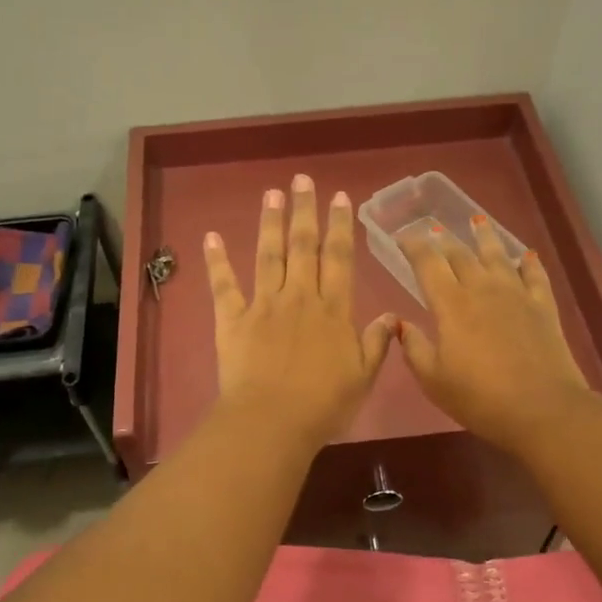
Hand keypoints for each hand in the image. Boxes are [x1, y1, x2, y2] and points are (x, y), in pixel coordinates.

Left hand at [204, 175, 396, 449]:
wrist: (272, 422)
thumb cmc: (323, 404)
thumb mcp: (363, 377)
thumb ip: (376, 343)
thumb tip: (390, 316)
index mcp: (333, 310)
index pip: (339, 258)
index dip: (340, 225)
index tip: (340, 197)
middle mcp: (299, 297)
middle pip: (303, 246)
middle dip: (304, 211)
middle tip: (302, 180)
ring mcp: (263, 305)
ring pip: (268, 255)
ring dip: (270, 222)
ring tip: (272, 193)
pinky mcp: (232, 320)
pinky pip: (224, 285)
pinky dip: (216, 261)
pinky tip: (211, 236)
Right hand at [395, 217, 594, 454]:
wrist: (541, 409)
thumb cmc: (478, 398)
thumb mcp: (433, 380)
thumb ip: (413, 347)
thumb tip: (399, 323)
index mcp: (450, 304)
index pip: (427, 263)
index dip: (412, 246)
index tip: (402, 235)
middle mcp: (482, 289)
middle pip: (460, 254)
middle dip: (443, 239)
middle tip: (433, 229)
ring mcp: (516, 294)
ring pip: (497, 255)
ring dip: (484, 237)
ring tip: (477, 221)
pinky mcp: (543, 306)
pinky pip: (535, 274)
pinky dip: (528, 262)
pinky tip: (525, 255)